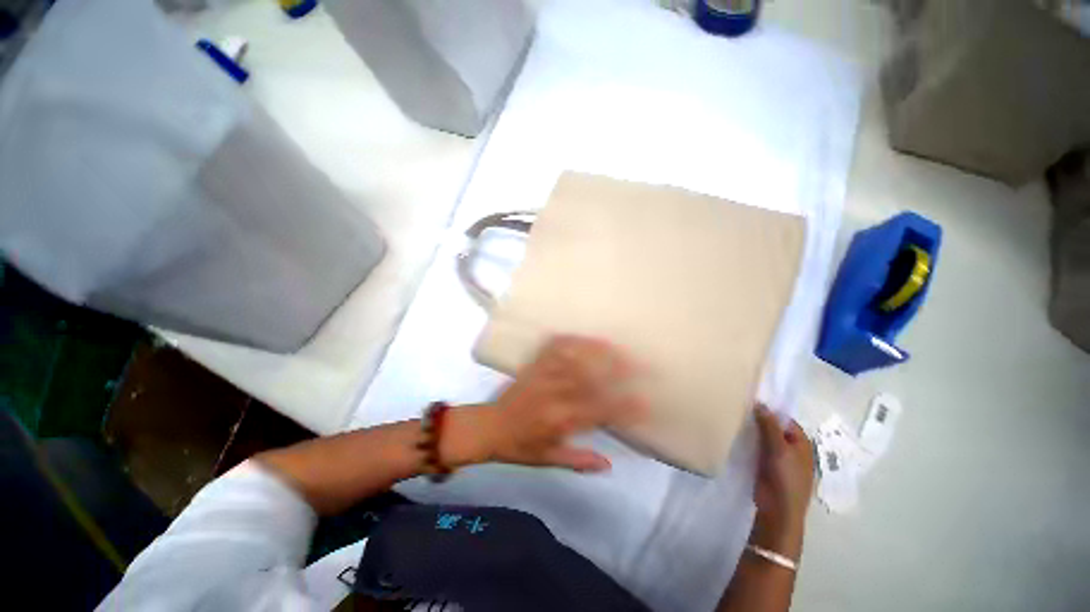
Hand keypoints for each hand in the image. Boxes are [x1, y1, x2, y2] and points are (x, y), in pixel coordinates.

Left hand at [450, 336, 644, 472]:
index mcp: (559, 421)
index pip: (598, 412)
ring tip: (619, 347)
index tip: (645, 402)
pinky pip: (553, 347)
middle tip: (640, 365)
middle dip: (618, 371)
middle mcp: (553, 395)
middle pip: (591, 379)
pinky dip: (571, 340)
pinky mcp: (533, 364)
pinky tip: (584, 336)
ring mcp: (542, 375)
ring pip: (575, 359)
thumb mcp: (548, 460)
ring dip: (598, 352)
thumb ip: (579, 460)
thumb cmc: (519, 447)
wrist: (489, 427)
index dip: (623, 407)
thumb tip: (609, 464)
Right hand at [751, 405, 814, 556]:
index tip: (751, 401)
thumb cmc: (786, 477)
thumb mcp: (779, 448)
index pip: (785, 419)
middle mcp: (791, 448)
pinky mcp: (766, 465)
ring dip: (753, 431)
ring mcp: (778, 458)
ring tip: (735, 417)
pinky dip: (749, 441)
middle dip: (759, 420)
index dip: (770, 410)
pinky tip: (736, 434)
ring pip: (764, 438)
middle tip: (740, 407)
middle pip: (774, 428)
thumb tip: (760, 403)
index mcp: (801, 443)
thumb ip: (769, 425)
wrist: (778, 509)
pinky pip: (757, 448)